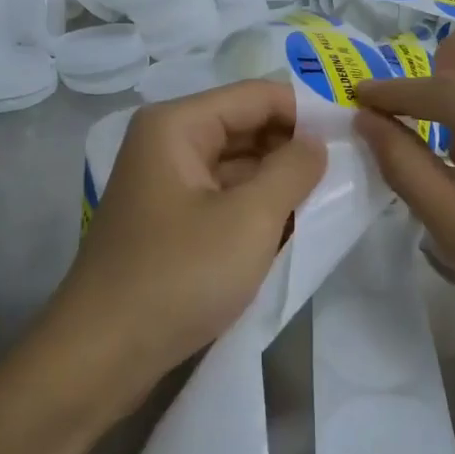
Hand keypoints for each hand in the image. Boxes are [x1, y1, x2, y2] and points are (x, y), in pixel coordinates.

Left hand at [48, 81, 326, 409]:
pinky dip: (258, 207)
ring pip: (239, 165)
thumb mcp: (250, 219)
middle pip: (247, 127)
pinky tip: (295, 226)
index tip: (356, 136)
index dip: (309, 110)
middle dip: (296, 148)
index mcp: (178, 125)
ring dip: (281, 181)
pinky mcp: (171, 221)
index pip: (258, 96)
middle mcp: (168, 142)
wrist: (98, 358)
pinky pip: (225, 197)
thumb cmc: (177, 277)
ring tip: (333, 198)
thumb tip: (319, 142)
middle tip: (351, 170)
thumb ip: (294, 169)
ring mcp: (167, 184)